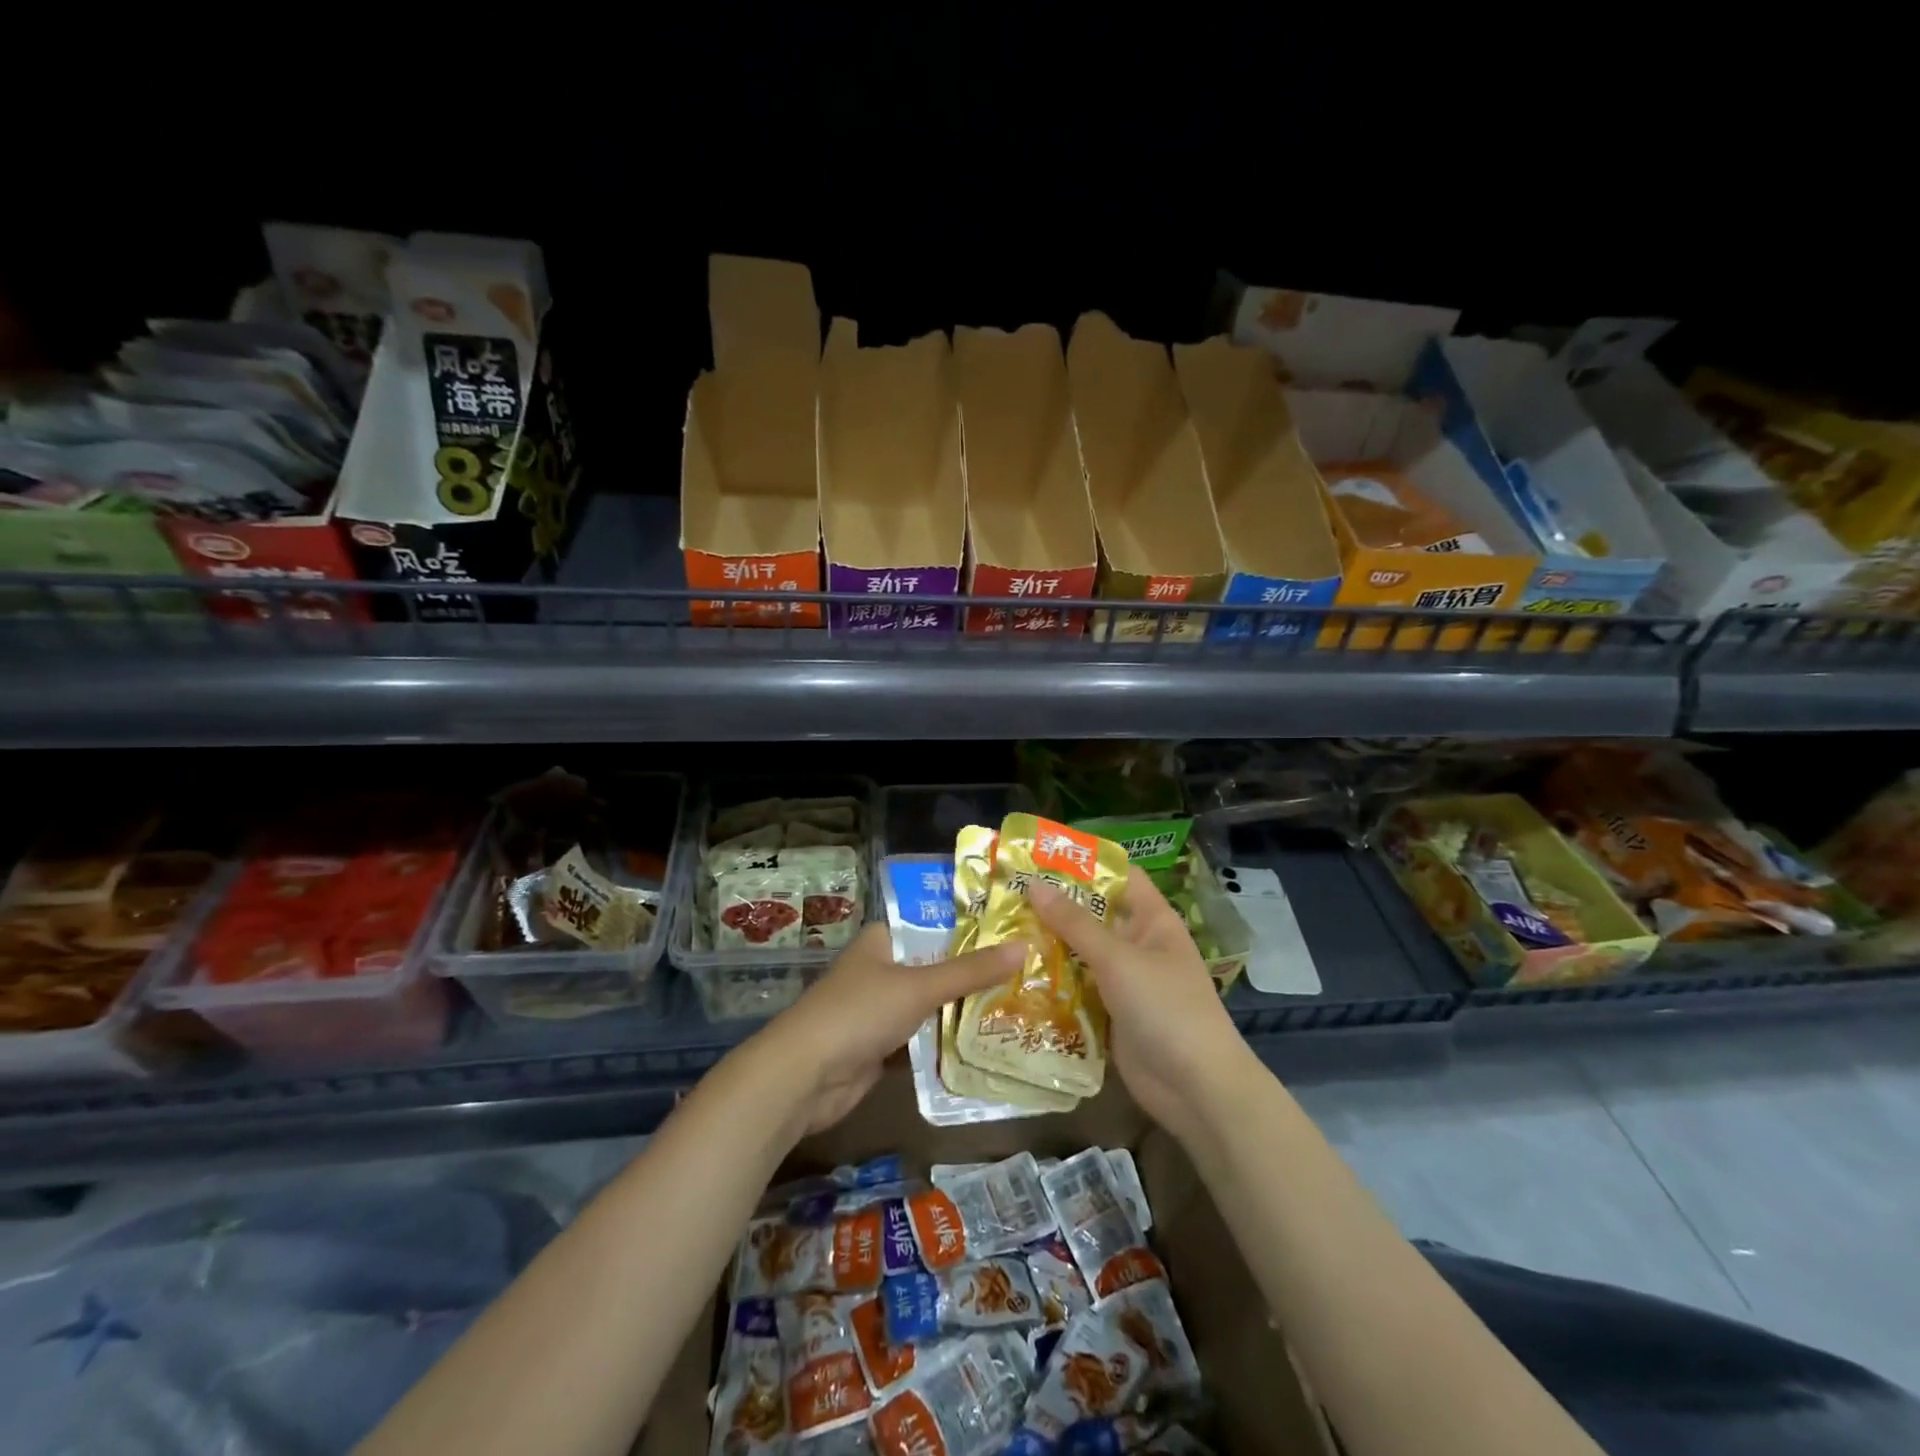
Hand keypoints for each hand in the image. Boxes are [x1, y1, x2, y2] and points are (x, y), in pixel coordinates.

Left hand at [753, 923, 1026, 1135]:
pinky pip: (924, 1037)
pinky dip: (948, 1040)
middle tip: (1029, 969)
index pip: (934, 922)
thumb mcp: (918, 987)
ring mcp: (881, 1008)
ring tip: (1021, 1002)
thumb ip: (970, 971)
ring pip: (932, 1003)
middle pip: (937, 965)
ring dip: (965, 1008)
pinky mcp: (882, 1045)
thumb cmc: (858, 1013)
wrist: (804, 1077)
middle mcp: (882, 967)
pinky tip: (988, 1040)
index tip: (1015, 928)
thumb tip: (1023, 946)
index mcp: (883, 939)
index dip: (972, 926)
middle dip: (975, 972)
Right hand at [1029, 867, 1249, 1143]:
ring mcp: (1123, 980)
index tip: (1040, 854)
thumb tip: (1034, 884)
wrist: (1195, 1088)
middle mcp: (1137, 944)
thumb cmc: (1166, 1008)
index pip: (1119, 876)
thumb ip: (1075, 923)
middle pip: (1092, 915)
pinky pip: (1076, 988)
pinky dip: (1051, 981)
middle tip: (1006, 892)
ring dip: (1047, 944)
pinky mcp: (1108, 1012)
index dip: (1085, 862)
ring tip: (999, 928)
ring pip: (1079, 953)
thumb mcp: (1118, 959)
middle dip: (1054, 905)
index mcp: (1152, 919)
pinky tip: (1013, 973)